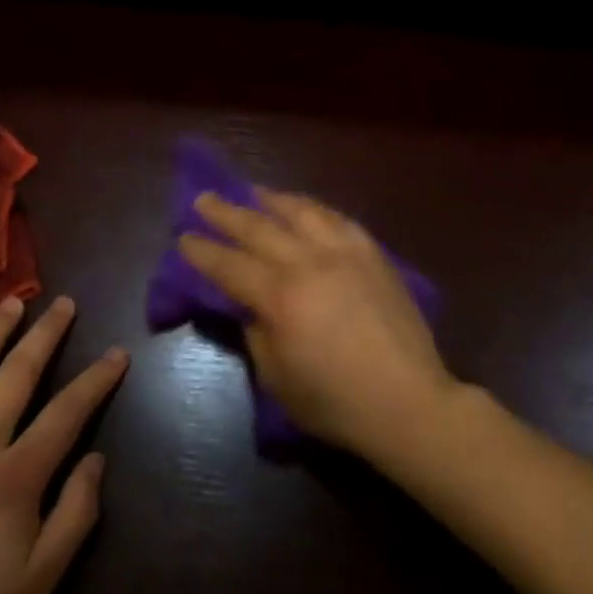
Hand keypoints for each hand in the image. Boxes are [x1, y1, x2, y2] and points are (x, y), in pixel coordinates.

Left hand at [0, 295, 128, 593]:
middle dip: (47, 335)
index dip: (97, 380)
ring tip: (11, 302)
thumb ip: (75, 514)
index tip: (118, 353)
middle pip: (18, 374)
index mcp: (16, 476)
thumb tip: (97, 459)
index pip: (68, 412)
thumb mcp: (41, 581)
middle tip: (65, 304)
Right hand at [178, 191, 456, 461]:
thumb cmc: (335, 402)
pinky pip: (337, 219)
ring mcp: (345, 252)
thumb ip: (256, 333)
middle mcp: (309, 262)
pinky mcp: (373, 253)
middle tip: (204, 198)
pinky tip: (304, 208)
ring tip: (253, 191)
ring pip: (300, 211)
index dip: (202, 251)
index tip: (183, 237)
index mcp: (280, 297)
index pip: (229, 265)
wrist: (408, 402)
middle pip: (258, 227)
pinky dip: (313, 209)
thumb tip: (250, 305)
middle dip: (226, 212)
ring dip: (271, 199)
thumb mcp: (277, 378)